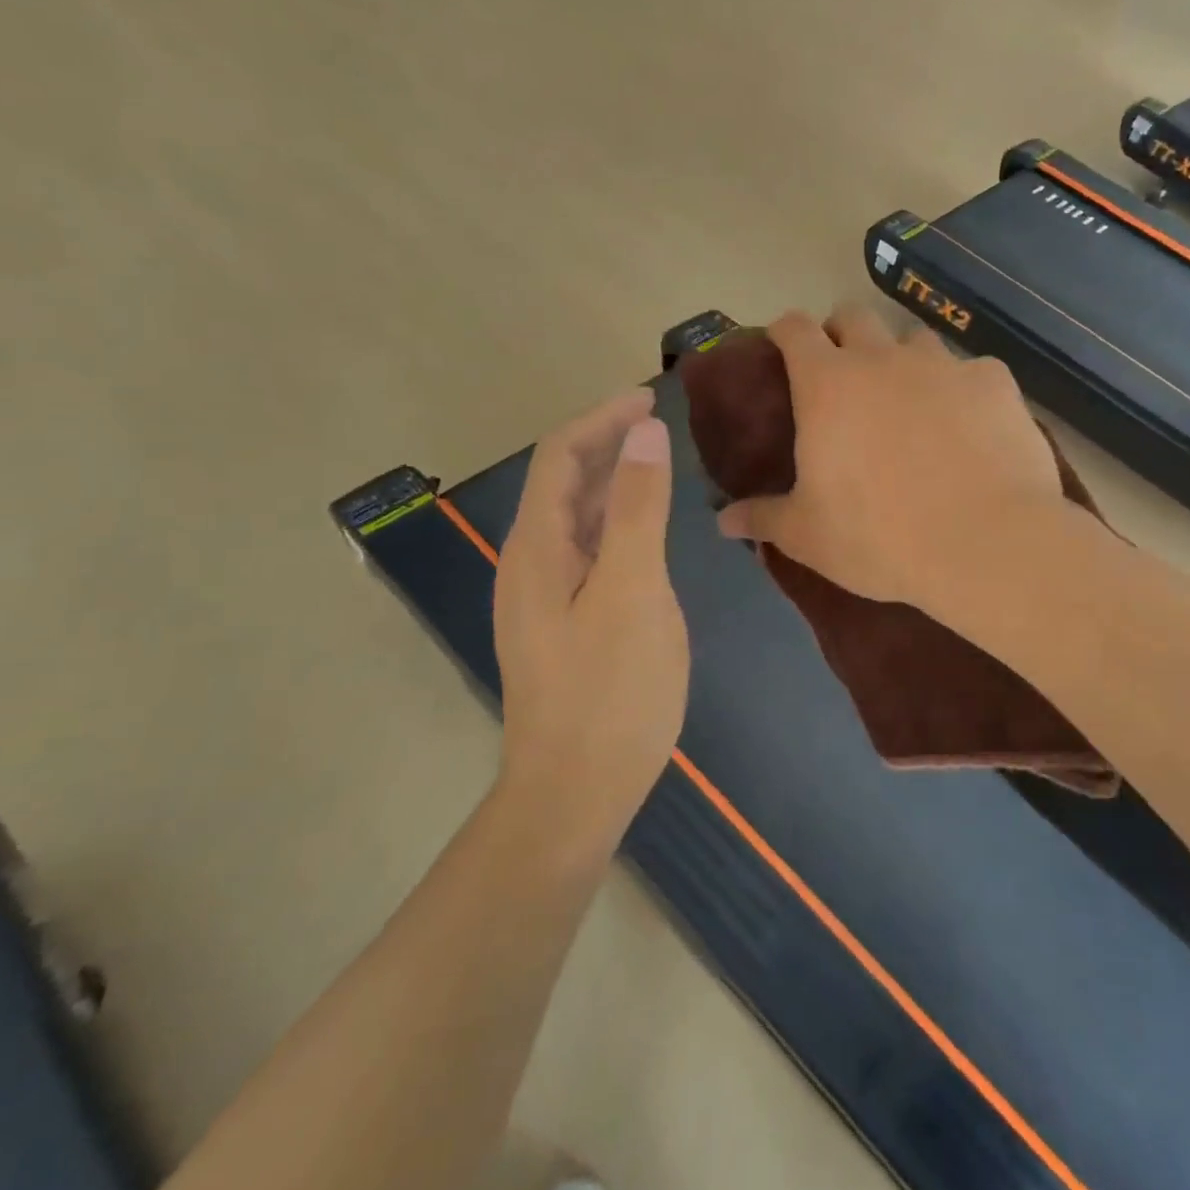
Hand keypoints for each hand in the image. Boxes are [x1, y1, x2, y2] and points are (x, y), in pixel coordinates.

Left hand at [494, 388, 688, 845]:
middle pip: (561, 482)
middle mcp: (530, 563)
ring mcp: (544, 596)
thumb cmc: (610, 692)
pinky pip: (587, 550)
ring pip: (575, 517)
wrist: (575, 793)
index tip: (650, 396)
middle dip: (605, 442)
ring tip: (656, 461)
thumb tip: (643, 431)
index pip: (558, 457)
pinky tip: (645, 529)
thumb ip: (638, 509)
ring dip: (611, 480)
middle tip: (659, 422)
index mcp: (537, 547)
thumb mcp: (634, 591)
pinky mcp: (563, 622)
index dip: (600, 418)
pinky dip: (616, 522)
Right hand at [716, 306, 1063, 613]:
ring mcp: (945, 365)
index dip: (786, 333)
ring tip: (910, 402)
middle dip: (842, 334)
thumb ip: (763, 519)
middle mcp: (883, 358)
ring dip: (903, 360)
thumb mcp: (808, 536)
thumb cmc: (880, 537)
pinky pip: (972, 372)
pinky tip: (970, 427)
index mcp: (828, 384)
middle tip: (844, 377)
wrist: (986, 545)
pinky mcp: (996, 383)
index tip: (784, 350)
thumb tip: (722, 521)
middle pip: (854, 316)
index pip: (794, 328)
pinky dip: (962, 390)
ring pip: (915, 340)